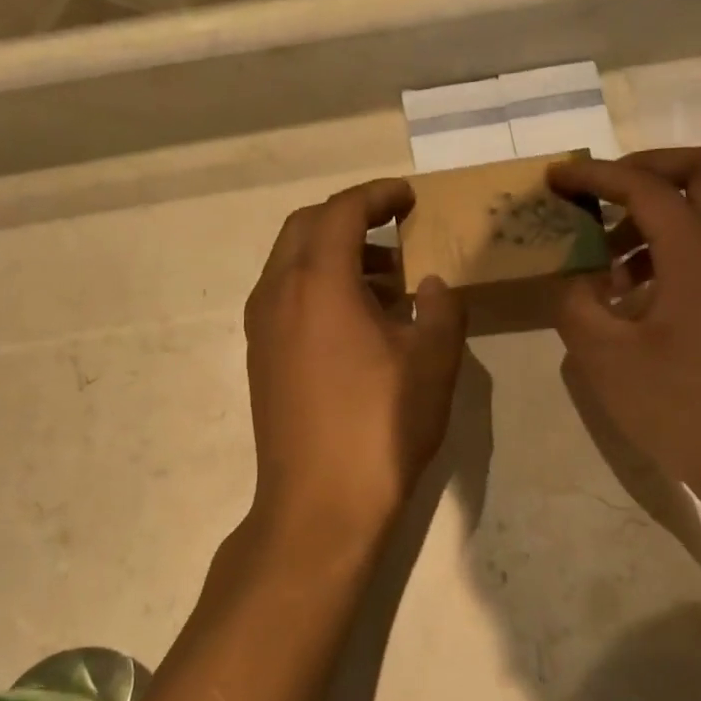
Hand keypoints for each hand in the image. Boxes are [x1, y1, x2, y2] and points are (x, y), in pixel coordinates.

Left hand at [243, 180, 466, 556]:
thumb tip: (430, 284)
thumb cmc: (381, 427)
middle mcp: (278, 294)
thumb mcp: (433, 362)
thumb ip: (439, 307)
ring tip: (387, 280)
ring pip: (291, 264)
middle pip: (306, 228)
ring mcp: (262, 328)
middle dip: (350, 217)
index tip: (409, 197)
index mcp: (318, 283)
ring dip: (335, 255)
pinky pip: (286, 298)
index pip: (342, 212)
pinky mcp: (261, 359)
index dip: (377, 195)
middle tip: (395, 228)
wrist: (319, 505)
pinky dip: (319, 287)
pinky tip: (358, 321)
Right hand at [549, 149, 700, 522]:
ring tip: (606, 257)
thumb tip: (576, 280)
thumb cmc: (680, 409)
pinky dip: (670, 245)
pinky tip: (631, 292)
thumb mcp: (605, 359)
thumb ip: (577, 305)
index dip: (598, 174)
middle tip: (603, 193)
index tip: (557, 177)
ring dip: (656, 212)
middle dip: (648, 167)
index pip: (648, 187)